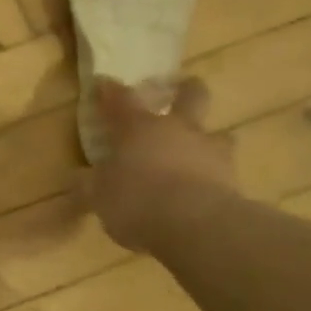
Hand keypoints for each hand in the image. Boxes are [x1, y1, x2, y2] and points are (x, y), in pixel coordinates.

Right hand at [88, 78, 237, 250]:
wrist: (197, 226)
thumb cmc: (137, 200)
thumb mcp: (99, 196)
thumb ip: (89, 185)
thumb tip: (78, 179)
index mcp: (138, 127)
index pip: (120, 98)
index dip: (109, 90)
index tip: (103, 83)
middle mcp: (177, 130)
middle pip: (190, 95)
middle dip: (185, 89)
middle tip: (180, 91)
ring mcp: (210, 152)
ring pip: (219, 134)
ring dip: (208, 140)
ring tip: (199, 153)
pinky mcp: (233, 180)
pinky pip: (225, 172)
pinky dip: (215, 178)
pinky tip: (205, 192)